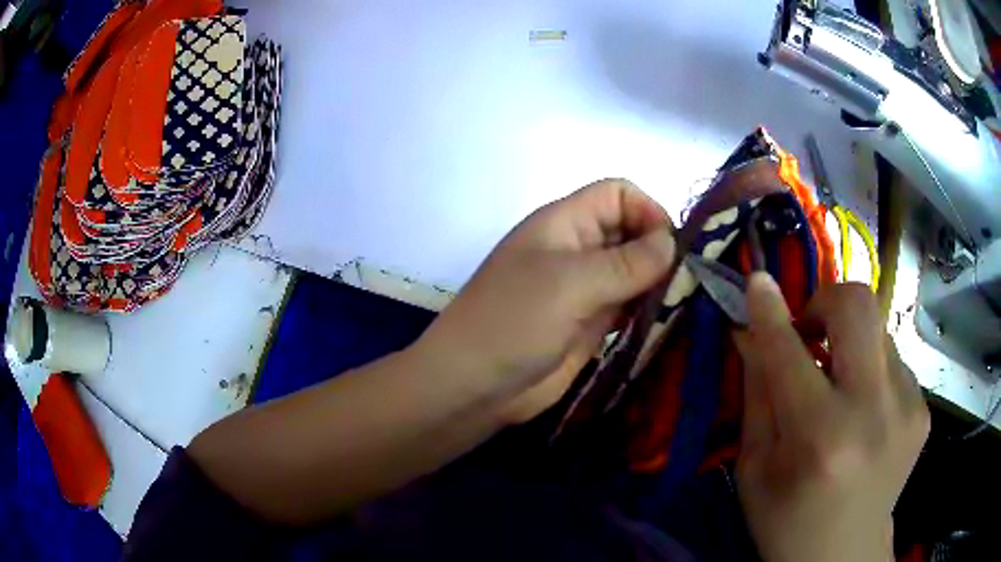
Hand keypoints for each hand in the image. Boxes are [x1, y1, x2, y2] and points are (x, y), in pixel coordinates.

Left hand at [415, 179, 674, 423]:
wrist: (474, 386)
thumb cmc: (514, 322)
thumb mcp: (571, 283)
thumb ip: (627, 262)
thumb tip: (672, 242)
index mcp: (565, 223)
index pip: (617, 194)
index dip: (647, 211)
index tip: (670, 248)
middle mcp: (577, 250)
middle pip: (630, 231)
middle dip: (660, 250)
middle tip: (688, 281)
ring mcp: (583, 289)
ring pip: (633, 271)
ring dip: (657, 283)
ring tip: (682, 303)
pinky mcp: (589, 325)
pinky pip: (627, 307)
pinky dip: (647, 310)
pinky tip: (664, 322)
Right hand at [734, 275, 928, 561]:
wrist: (846, 555)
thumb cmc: (787, 521)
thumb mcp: (756, 469)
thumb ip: (757, 395)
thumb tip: (750, 333)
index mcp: (819, 439)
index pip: (790, 352)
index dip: (770, 310)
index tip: (758, 281)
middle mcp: (872, 413)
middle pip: (858, 306)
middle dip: (826, 300)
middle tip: (809, 330)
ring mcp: (906, 407)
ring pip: (877, 329)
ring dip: (849, 343)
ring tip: (838, 382)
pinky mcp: (922, 409)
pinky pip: (892, 361)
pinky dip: (871, 370)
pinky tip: (863, 409)